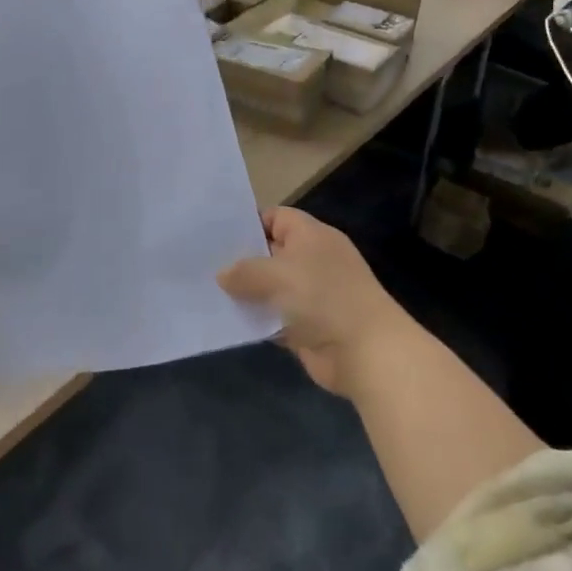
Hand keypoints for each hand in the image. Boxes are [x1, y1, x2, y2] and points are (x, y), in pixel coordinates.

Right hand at [218, 209, 415, 398]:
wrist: (366, 352)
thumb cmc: (323, 298)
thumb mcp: (277, 274)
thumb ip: (245, 271)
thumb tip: (222, 275)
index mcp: (312, 236)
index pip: (276, 217)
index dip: (248, 223)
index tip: (216, 235)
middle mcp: (312, 260)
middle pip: (270, 251)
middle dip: (241, 259)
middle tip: (205, 263)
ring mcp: (311, 295)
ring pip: (270, 287)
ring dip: (246, 292)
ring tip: (208, 291)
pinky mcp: (306, 326)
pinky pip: (274, 317)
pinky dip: (257, 319)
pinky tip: (228, 320)